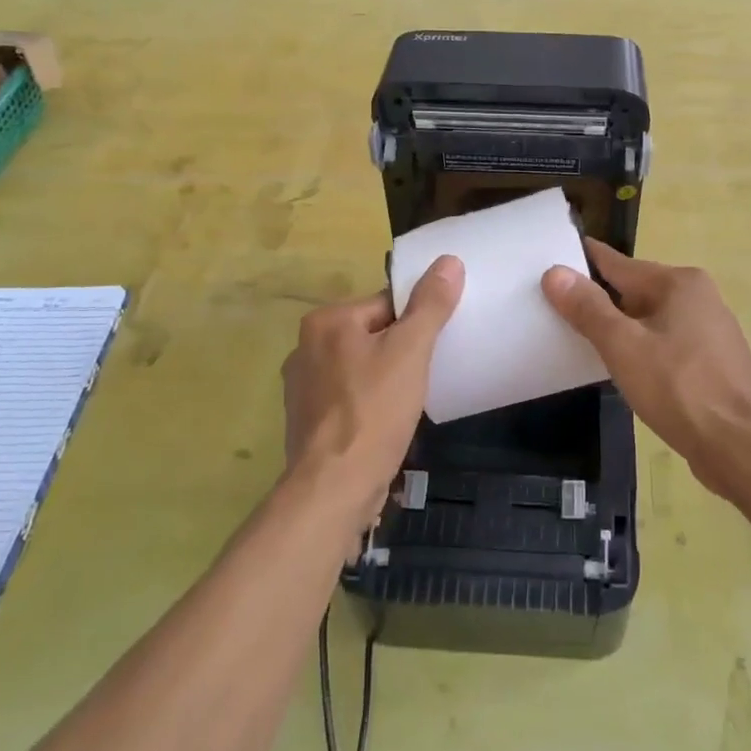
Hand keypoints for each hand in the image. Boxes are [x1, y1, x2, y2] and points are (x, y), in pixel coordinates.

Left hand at [281, 256, 463, 527]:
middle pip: (373, 334)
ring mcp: (301, 387)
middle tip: (425, 375)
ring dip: (385, 379)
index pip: (386, 304)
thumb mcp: (411, 351)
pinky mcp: (306, 420)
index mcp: (326, 321)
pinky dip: (368, 403)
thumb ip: (430, 305)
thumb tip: (448, 261)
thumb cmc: (373, 411)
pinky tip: (385, 422)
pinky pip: (349, 396)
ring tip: (408, 402)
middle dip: (400, 352)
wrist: (333, 489)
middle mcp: (305, 347)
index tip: (434, 348)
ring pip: (361, 367)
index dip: (416, 323)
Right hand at [542, 240, 750, 501]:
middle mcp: (699, 297)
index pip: (619, 263)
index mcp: (679, 283)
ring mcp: (710, 330)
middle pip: (636, 290)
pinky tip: (624, 367)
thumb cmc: (680, 389)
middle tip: (556, 307)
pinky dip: (643, 348)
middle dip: (600, 299)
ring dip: (621, 327)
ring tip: (582, 339)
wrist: (742, 448)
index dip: (584, 262)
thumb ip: (588, 309)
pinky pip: (666, 343)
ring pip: (651, 319)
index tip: (552, 258)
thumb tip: (555, 272)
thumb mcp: (623, 346)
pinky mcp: (713, 362)